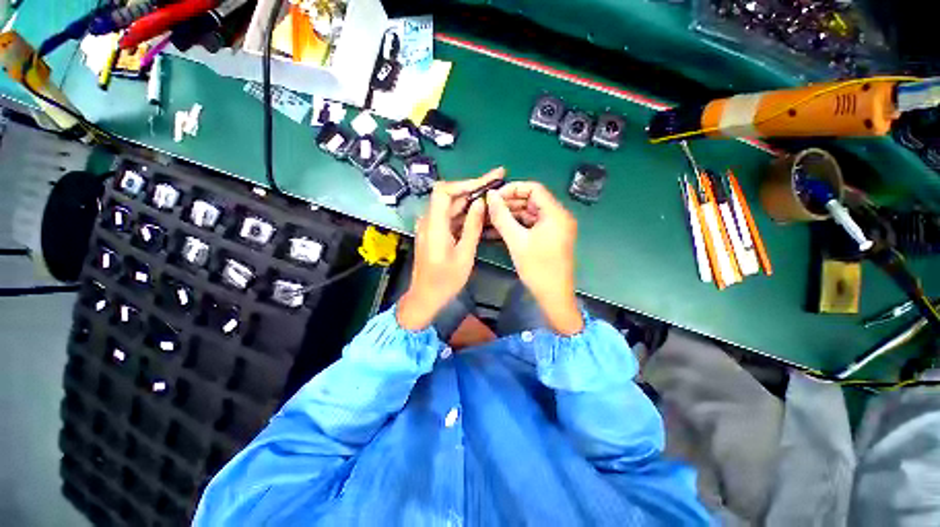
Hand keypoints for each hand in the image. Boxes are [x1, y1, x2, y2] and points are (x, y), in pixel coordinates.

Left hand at [397, 168, 505, 330]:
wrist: (425, 296)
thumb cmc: (445, 281)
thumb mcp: (464, 255)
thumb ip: (472, 227)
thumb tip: (480, 203)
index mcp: (434, 225)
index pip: (444, 191)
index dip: (465, 183)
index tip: (487, 181)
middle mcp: (428, 220)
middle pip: (449, 196)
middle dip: (473, 188)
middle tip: (497, 180)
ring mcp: (430, 226)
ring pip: (451, 206)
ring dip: (471, 200)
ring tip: (493, 194)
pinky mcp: (434, 232)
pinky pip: (450, 217)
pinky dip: (465, 213)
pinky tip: (481, 212)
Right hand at [486, 182, 583, 334]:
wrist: (553, 296)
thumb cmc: (537, 268)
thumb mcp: (517, 241)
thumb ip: (502, 216)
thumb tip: (490, 196)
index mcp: (555, 213)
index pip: (534, 188)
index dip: (512, 189)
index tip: (493, 197)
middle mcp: (558, 216)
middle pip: (531, 201)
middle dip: (508, 204)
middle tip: (488, 209)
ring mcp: (554, 228)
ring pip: (529, 214)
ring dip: (510, 216)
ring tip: (489, 220)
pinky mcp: (549, 238)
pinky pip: (531, 226)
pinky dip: (516, 227)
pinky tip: (498, 231)